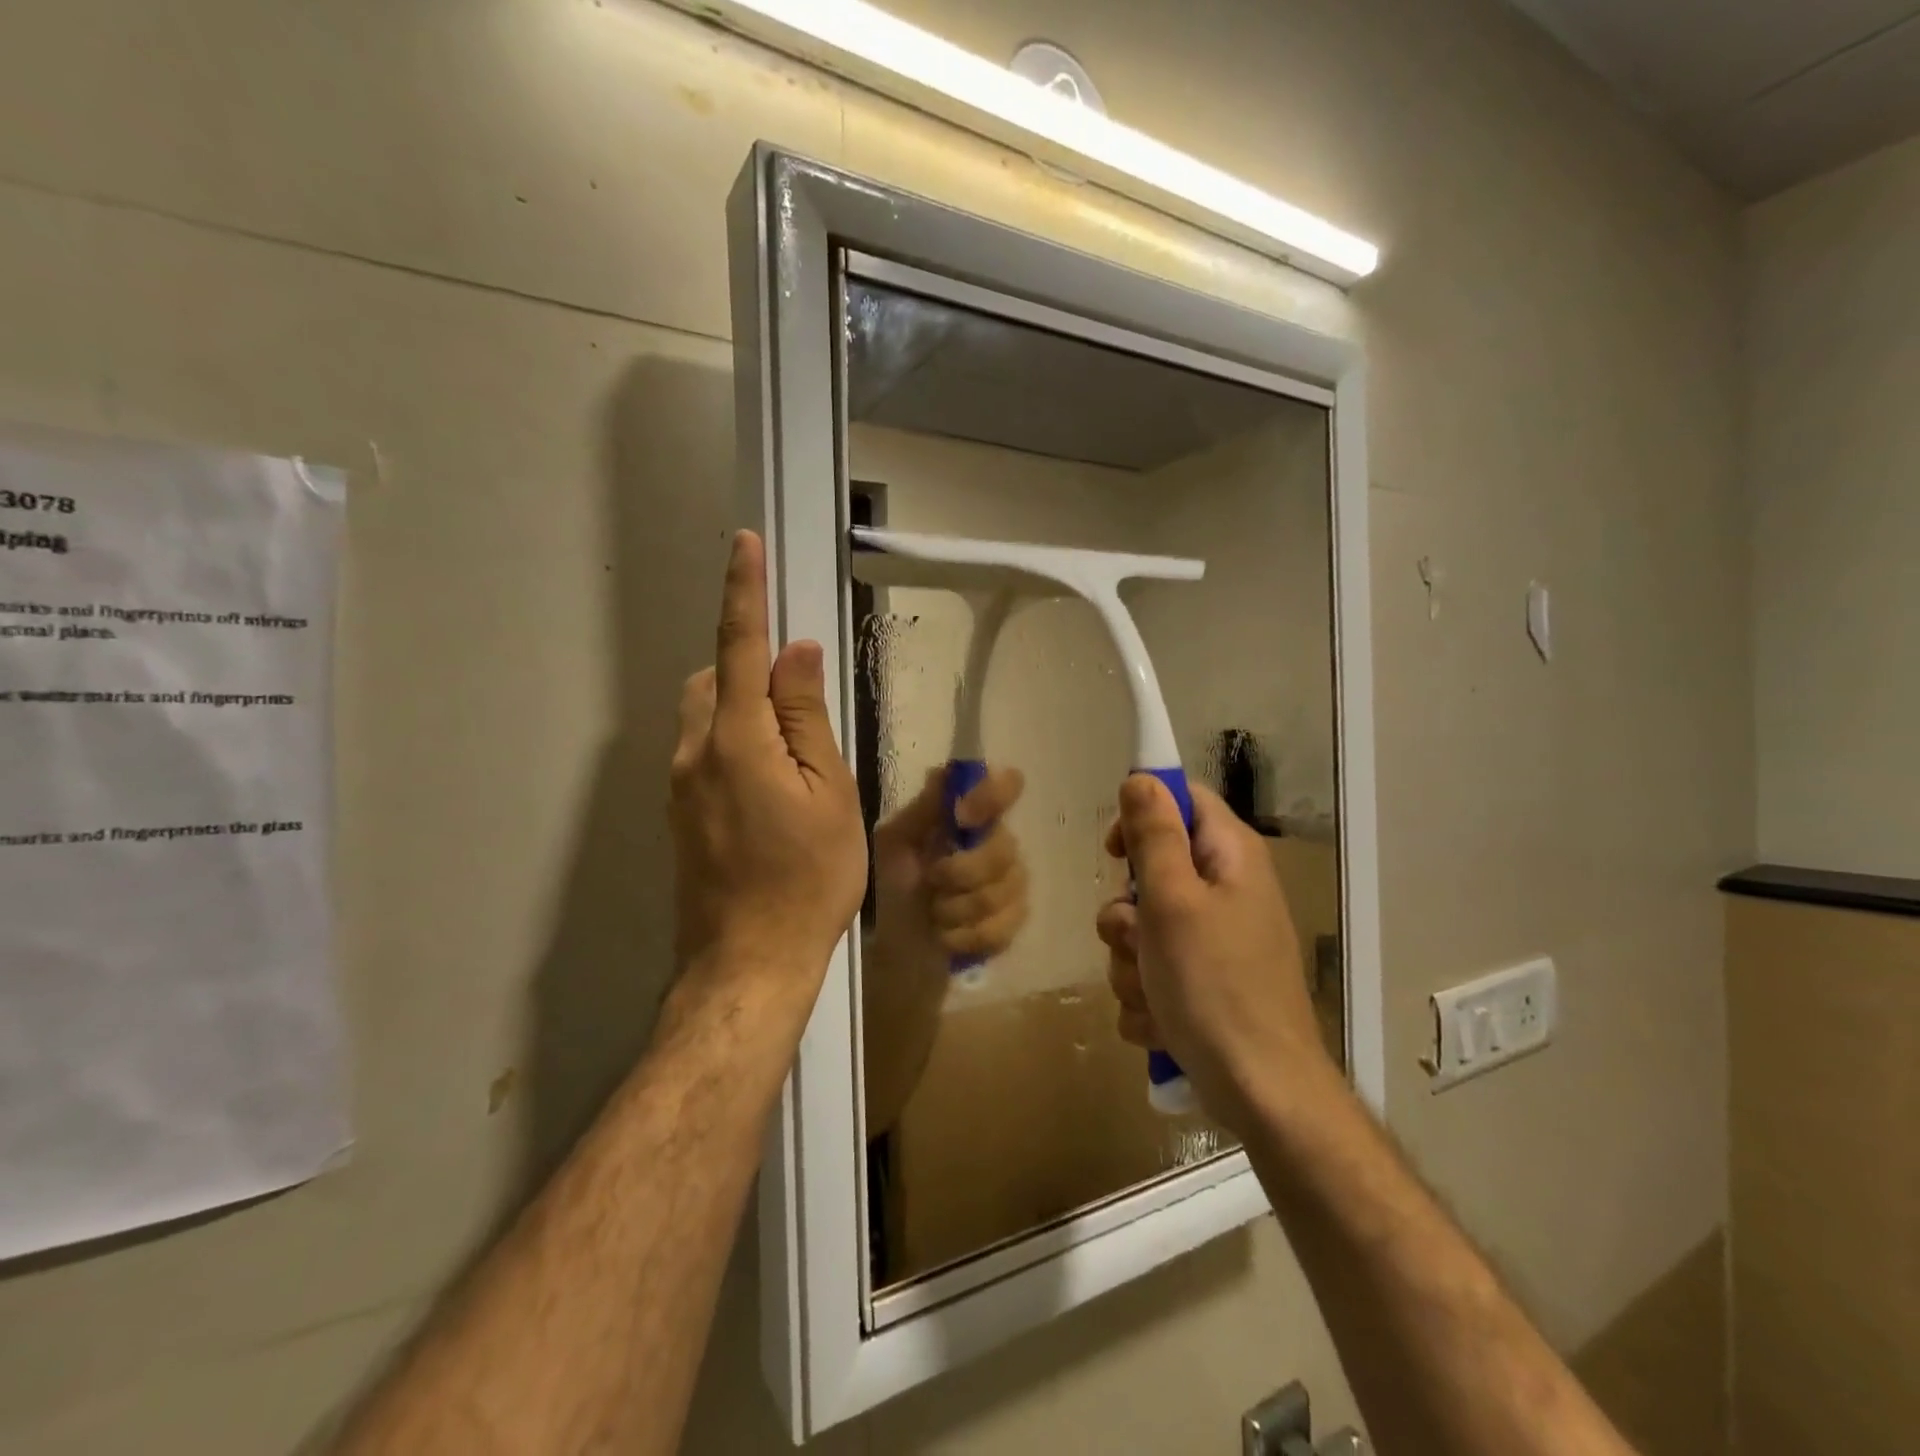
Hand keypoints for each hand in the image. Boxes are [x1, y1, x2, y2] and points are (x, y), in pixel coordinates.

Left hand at [670, 532, 866, 1007]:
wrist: (748, 960)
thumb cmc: (808, 878)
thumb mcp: (829, 793)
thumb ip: (807, 717)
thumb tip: (796, 653)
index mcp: (737, 740)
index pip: (739, 647)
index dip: (744, 592)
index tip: (744, 545)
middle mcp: (694, 752)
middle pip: (713, 678)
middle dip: (749, 668)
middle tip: (803, 710)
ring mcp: (679, 785)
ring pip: (706, 716)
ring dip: (743, 710)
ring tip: (794, 761)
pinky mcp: (679, 813)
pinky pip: (704, 752)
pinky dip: (735, 744)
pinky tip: (771, 793)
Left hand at [873, 765, 1029, 968]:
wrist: (890, 942)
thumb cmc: (890, 883)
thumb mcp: (895, 842)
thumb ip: (923, 810)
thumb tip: (945, 771)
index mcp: (971, 816)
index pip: (1007, 786)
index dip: (993, 796)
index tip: (962, 817)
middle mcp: (998, 843)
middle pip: (1005, 848)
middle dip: (961, 871)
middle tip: (931, 881)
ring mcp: (1011, 885)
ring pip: (1002, 892)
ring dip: (956, 908)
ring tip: (933, 913)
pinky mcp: (1011, 925)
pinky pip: (1002, 928)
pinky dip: (965, 935)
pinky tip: (946, 936)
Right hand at [1097, 776, 1332, 1134]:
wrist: (1262, 1093)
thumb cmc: (1215, 986)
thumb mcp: (1173, 901)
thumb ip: (1154, 836)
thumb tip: (1141, 777)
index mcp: (1230, 857)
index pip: (1181, 800)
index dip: (1142, 816)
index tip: (1114, 853)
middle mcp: (1227, 891)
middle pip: (1153, 870)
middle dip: (1127, 911)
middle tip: (1136, 937)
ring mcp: (1216, 941)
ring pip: (1144, 928)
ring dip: (1131, 961)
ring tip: (1151, 991)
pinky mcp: (1205, 983)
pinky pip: (1154, 971)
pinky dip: (1147, 995)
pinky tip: (1160, 1021)